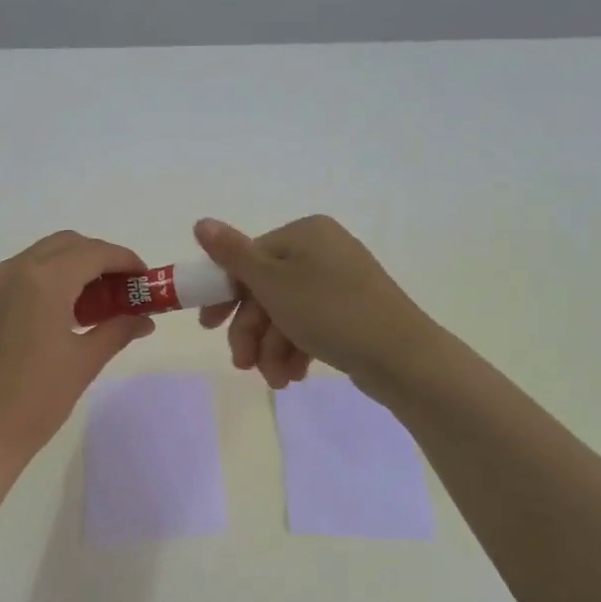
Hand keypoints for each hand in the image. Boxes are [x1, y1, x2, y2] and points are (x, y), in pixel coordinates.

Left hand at [0, 231, 155, 468]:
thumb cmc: (36, 401)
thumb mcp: (84, 363)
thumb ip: (118, 330)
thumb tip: (144, 319)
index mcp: (43, 282)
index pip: (93, 253)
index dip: (124, 260)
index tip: (142, 278)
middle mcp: (10, 272)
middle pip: (64, 245)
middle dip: (96, 258)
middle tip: (118, 289)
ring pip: (35, 259)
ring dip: (66, 269)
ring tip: (85, 305)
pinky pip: (10, 280)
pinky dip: (37, 285)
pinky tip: (47, 319)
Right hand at [194, 215, 440, 392]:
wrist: (400, 356)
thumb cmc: (329, 311)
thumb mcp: (272, 282)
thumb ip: (232, 254)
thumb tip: (200, 222)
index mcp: (304, 233)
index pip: (248, 259)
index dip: (224, 295)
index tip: (209, 327)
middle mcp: (322, 251)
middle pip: (265, 291)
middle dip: (252, 332)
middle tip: (242, 364)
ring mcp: (339, 282)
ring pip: (285, 315)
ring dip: (272, 350)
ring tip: (276, 379)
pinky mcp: (351, 312)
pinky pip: (309, 327)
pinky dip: (295, 351)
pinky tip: (294, 376)